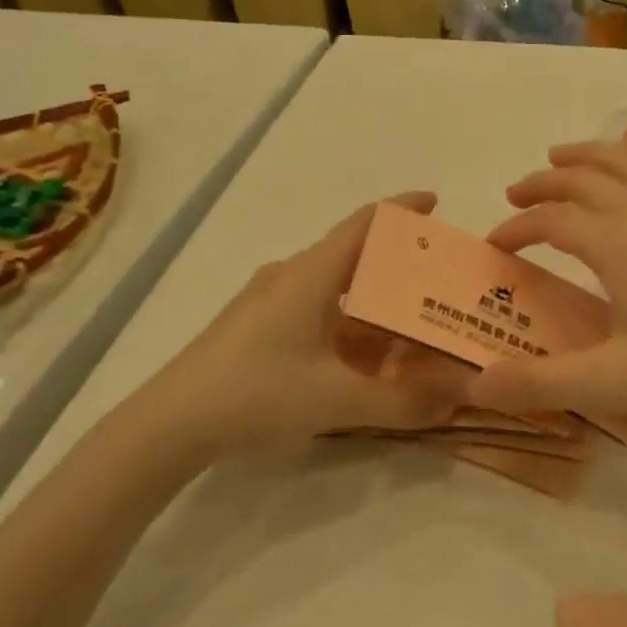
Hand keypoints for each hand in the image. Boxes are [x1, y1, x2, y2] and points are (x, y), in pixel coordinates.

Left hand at [132, 193, 466, 453]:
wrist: (170, 422)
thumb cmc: (257, 392)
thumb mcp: (336, 399)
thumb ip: (401, 402)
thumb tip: (457, 399)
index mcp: (311, 274)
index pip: (364, 223)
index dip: (401, 208)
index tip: (437, 204)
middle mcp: (292, 275)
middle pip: (354, 254)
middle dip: (398, 263)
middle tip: (438, 279)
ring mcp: (270, 300)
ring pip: (335, 287)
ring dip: (373, 300)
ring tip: (411, 321)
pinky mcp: (258, 325)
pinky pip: (317, 310)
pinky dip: (348, 324)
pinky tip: (365, 356)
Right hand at [469, 143, 626, 442]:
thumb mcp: (614, 384)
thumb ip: (541, 383)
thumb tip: (475, 386)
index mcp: (620, 244)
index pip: (553, 219)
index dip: (517, 227)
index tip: (494, 247)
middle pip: (586, 177)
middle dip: (544, 181)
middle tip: (515, 192)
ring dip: (591, 156)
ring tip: (565, 158)